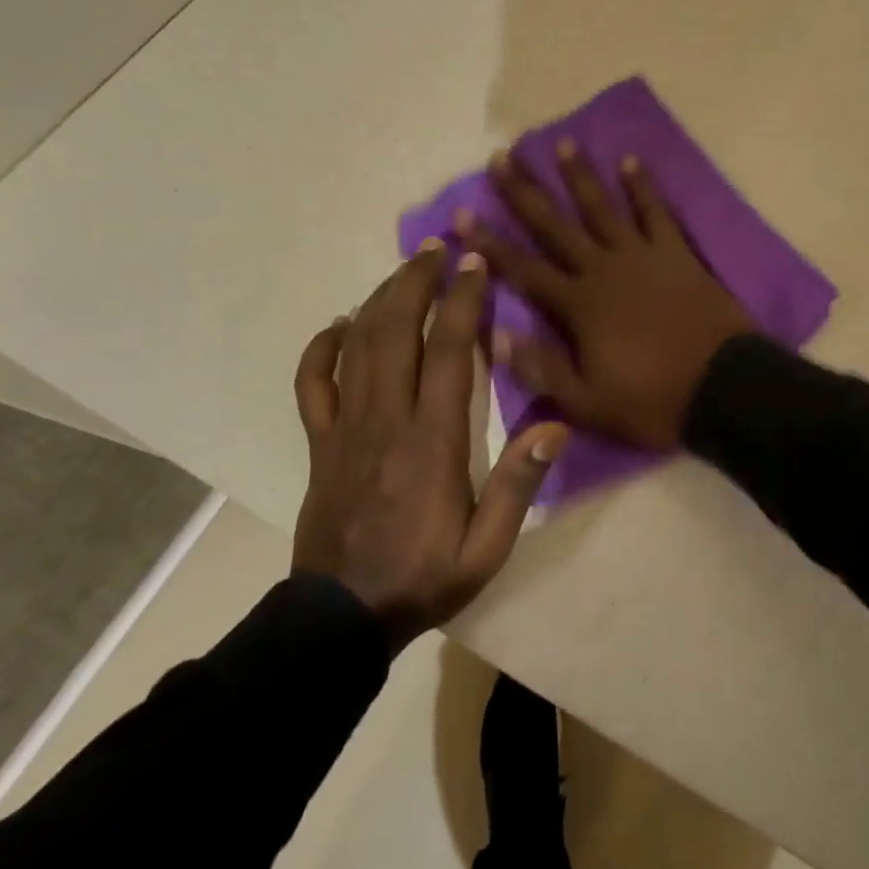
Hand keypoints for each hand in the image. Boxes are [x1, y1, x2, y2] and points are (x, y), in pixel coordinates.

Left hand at [291, 243, 565, 648]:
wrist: (340, 620)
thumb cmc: (423, 577)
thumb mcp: (486, 549)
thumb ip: (518, 484)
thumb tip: (556, 424)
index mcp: (432, 440)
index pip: (450, 351)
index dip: (463, 300)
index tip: (475, 263)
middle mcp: (386, 419)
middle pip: (398, 330)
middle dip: (418, 280)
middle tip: (438, 247)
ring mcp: (345, 427)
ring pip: (359, 345)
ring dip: (381, 298)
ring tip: (406, 268)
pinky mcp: (319, 442)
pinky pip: (312, 383)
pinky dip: (322, 347)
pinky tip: (339, 325)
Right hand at [455, 141, 755, 448]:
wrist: (724, 388)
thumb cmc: (653, 400)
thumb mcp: (588, 402)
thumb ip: (541, 368)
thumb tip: (494, 334)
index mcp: (579, 306)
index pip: (524, 268)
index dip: (491, 241)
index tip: (462, 212)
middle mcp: (604, 269)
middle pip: (556, 224)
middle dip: (526, 191)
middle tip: (502, 157)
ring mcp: (642, 256)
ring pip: (603, 207)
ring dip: (580, 176)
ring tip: (561, 143)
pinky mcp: (676, 253)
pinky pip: (656, 212)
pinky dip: (643, 186)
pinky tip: (630, 161)